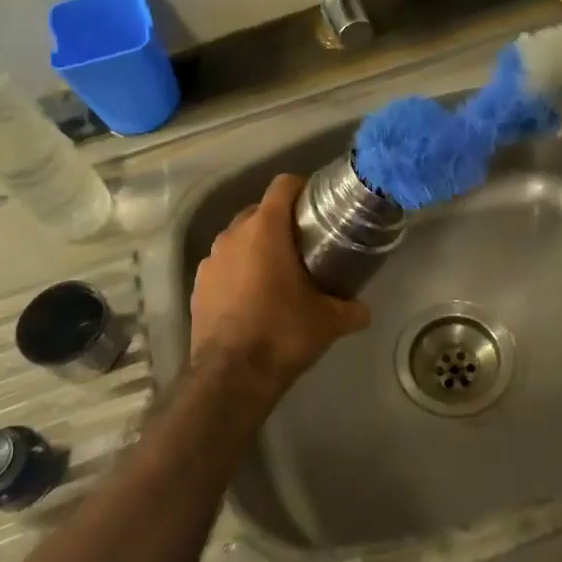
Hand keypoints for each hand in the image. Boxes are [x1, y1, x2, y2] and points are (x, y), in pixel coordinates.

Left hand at [190, 174, 370, 394]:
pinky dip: (238, 271)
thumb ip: (352, 309)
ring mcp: (210, 260)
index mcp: (265, 230)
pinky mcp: (197, 285)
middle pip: (259, 211)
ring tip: (277, 272)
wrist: (231, 375)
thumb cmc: (283, 333)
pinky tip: (252, 297)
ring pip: (238, 238)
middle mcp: (233, 235)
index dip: (301, 188)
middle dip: (280, 221)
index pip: (282, 186)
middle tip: (304, 244)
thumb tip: (364, 309)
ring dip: (257, 247)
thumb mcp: (330, 322)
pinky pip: (223, 265)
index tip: (317, 204)